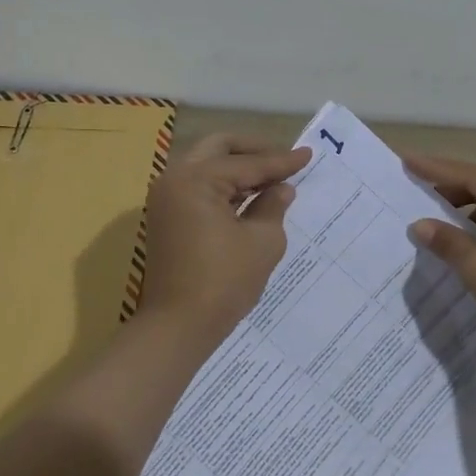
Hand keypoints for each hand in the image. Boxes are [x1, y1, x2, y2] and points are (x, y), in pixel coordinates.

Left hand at [138, 134, 310, 342]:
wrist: (179, 325)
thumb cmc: (224, 281)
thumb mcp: (262, 241)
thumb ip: (273, 206)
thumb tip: (282, 189)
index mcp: (196, 179)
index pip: (247, 163)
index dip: (281, 161)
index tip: (308, 155)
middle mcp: (174, 179)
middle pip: (218, 149)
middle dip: (254, 151)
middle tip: (284, 159)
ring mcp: (167, 199)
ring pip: (206, 166)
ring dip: (238, 168)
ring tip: (273, 178)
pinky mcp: (167, 218)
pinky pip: (199, 188)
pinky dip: (225, 187)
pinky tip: (251, 196)